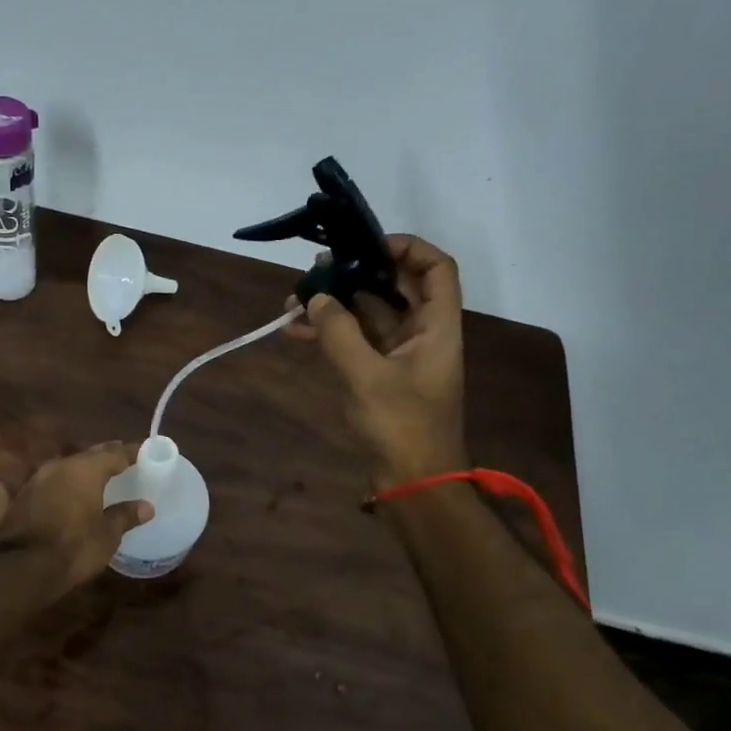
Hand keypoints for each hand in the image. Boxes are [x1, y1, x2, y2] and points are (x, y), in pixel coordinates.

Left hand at [0, 441, 151, 591]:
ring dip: (70, 472)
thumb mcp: (108, 535)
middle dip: (102, 457)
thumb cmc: (75, 548)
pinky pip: (17, 491)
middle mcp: (56, 468)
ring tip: (84, 476)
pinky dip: (18, 490)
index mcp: (84, 470)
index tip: (142, 451)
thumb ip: (125, 516)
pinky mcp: (11, 504)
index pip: (113, 453)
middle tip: (118, 459)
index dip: (129, 452)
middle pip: (84, 457)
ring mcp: (30, 484)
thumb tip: (146, 506)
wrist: (22, 569)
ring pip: (56, 470)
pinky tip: (4, 487)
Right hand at [284, 235, 466, 486]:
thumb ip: (338, 332)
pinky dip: (329, 333)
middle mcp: (422, 333)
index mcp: (437, 326)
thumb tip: (315, 297)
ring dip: (335, 305)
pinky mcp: (379, 375)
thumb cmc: (401, 426)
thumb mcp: (367, 376)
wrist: (412, 484)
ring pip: (368, 313)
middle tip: (317, 270)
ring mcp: (399, 355)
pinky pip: (354, 341)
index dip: (406, 247)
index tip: (364, 245)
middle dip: (354, 274)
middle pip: (394, 286)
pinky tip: (294, 330)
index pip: (436, 268)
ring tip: (294, 301)